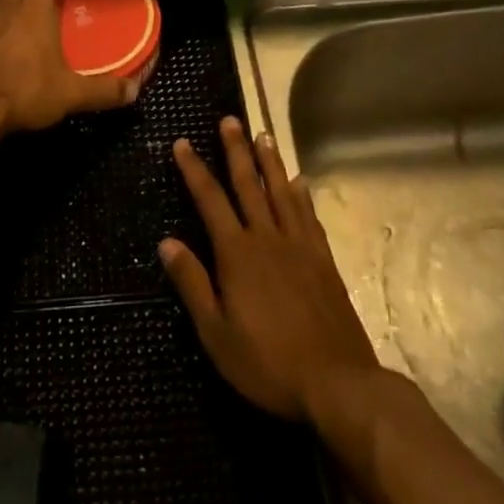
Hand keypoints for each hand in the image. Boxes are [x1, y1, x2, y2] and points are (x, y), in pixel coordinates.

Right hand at [160, 118, 378, 420]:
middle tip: (229, 120)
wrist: (337, 383)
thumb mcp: (216, 333)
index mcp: (237, 254)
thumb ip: (192, 283)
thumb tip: (167, 242)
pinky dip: (302, 195)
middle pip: (249, 185)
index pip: (210, 200)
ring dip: (270, 162)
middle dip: (236, 150)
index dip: (194, 170)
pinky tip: (299, 182)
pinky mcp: (324, 260)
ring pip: (282, 192)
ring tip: (263, 135)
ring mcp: (300, 247)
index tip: (183, 143)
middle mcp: (268, 238)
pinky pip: (309, 217)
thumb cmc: (267, 362)